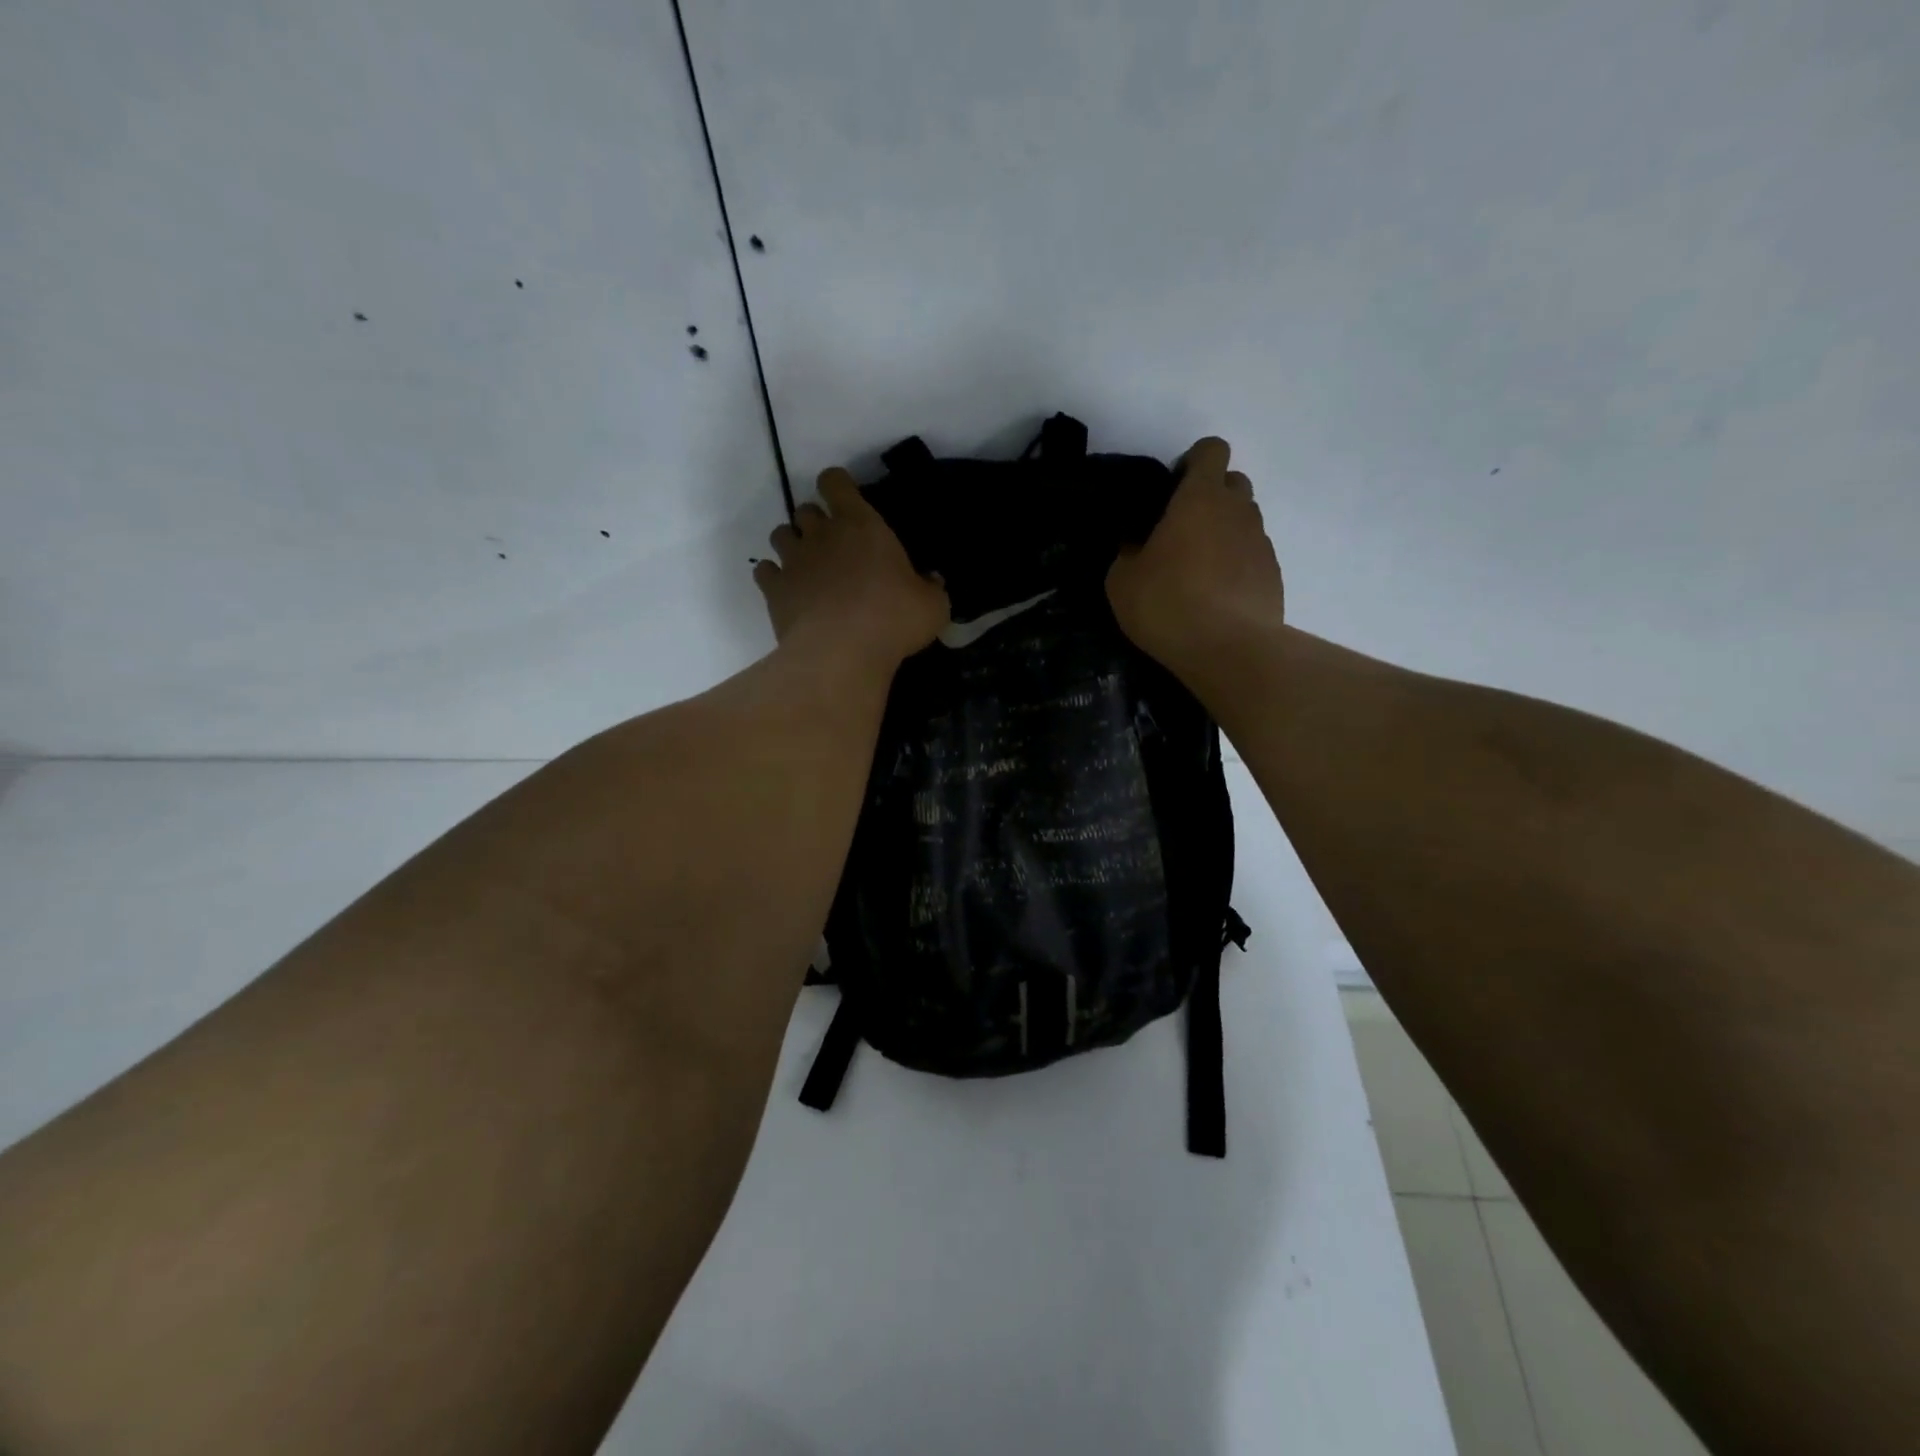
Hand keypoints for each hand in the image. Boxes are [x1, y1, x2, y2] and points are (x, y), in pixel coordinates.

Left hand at [754, 468, 949, 671]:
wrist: (840, 653)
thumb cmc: (893, 620)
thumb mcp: (932, 606)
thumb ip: (931, 588)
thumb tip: (931, 581)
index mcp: (861, 525)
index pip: (836, 482)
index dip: (837, 486)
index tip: (845, 499)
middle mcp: (822, 534)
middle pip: (805, 509)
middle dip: (815, 521)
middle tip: (833, 545)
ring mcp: (793, 560)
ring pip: (780, 534)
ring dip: (792, 545)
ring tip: (807, 567)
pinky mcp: (773, 590)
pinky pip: (764, 571)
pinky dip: (773, 577)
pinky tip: (788, 592)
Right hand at [1106, 437, 1283, 670]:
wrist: (1229, 650)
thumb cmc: (1167, 605)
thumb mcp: (1122, 581)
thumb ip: (1128, 551)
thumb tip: (1136, 543)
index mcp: (1200, 499)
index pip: (1211, 450)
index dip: (1194, 461)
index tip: (1173, 488)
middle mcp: (1238, 511)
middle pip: (1233, 483)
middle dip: (1211, 496)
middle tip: (1182, 531)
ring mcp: (1261, 542)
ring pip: (1244, 521)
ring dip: (1224, 533)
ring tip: (1198, 571)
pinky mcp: (1273, 574)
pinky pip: (1253, 555)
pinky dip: (1237, 565)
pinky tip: (1216, 596)